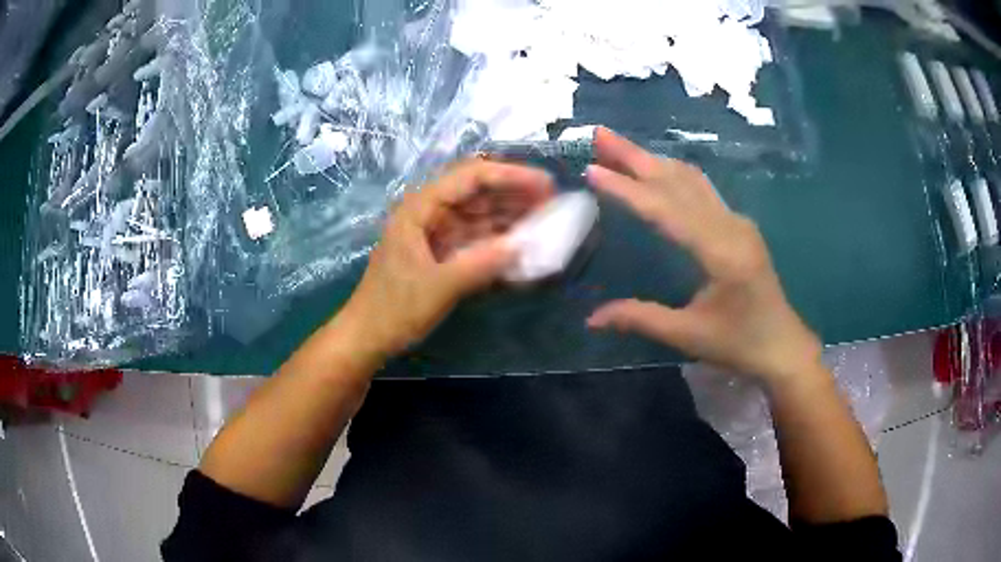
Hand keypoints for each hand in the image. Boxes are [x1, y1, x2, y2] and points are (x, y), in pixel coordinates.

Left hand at [340, 159, 554, 357]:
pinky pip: (474, 238)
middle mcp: (428, 212)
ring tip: (545, 222)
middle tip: (553, 204)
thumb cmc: (394, 309)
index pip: (471, 176)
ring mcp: (434, 232)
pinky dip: (497, 240)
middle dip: (515, 194)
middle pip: (477, 191)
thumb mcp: (439, 287)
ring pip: (479, 214)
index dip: (511, 176)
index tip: (546, 185)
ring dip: (509, 217)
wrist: (367, 337)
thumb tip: (523, 246)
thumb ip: (481, 264)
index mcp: (420, 207)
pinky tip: (521, 246)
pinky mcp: (440, 252)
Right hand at [585, 128, 821, 385]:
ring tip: (617, 146)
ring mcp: (736, 221)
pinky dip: (671, 174)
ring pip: (690, 180)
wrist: (782, 345)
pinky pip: (700, 190)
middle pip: (678, 181)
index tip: (593, 169)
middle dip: (637, 156)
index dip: (628, 189)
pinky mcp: (737, 225)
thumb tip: (591, 318)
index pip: (667, 210)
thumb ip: (641, 318)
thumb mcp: (689, 335)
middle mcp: (730, 225)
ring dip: (653, 160)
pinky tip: (654, 169)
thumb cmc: (739, 344)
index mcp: (721, 252)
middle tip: (600, 134)